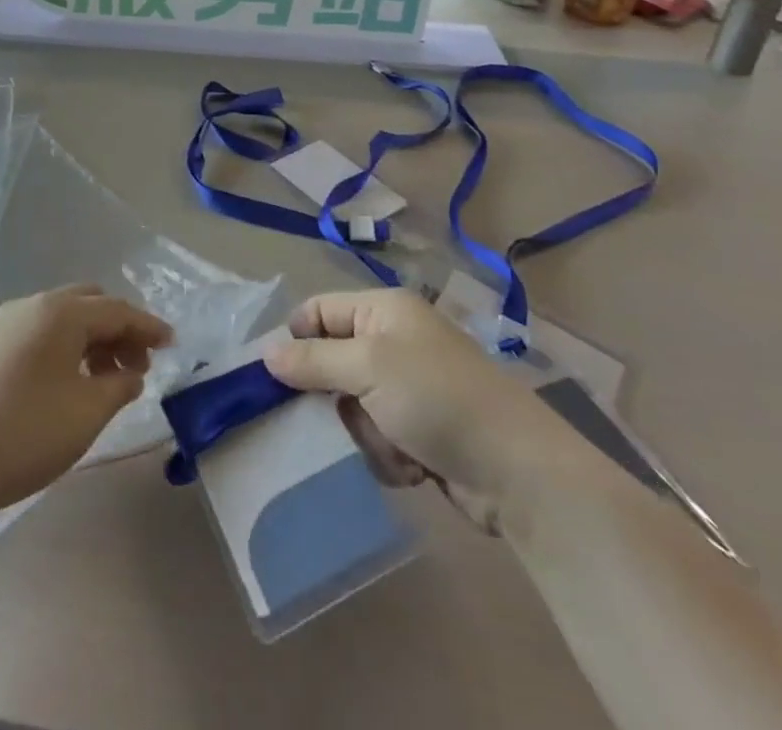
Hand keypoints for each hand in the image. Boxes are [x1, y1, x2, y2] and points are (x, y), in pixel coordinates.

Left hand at [0, 286, 172, 516]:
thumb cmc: (26, 434)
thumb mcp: (87, 412)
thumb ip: (120, 385)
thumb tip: (131, 373)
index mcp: (61, 312)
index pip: (117, 310)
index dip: (148, 327)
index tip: (173, 343)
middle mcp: (35, 305)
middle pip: (91, 304)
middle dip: (120, 330)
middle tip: (139, 367)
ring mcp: (9, 322)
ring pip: (66, 317)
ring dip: (94, 339)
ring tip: (109, 381)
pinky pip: (44, 331)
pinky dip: (69, 346)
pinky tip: (74, 381)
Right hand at [263, 290, 577, 528]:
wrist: (515, 471)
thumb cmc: (435, 399)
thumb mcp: (367, 369)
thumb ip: (313, 359)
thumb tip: (266, 352)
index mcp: (384, 310)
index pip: (319, 311)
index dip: (297, 339)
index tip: (278, 377)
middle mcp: (395, 340)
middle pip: (333, 363)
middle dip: (338, 398)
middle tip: (349, 414)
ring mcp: (410, 386)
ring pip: (352, 406)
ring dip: (367, 432)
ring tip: (396, 444)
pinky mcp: (421, 428)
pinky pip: (378, 436)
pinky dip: (389, 454)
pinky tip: (415, 465)